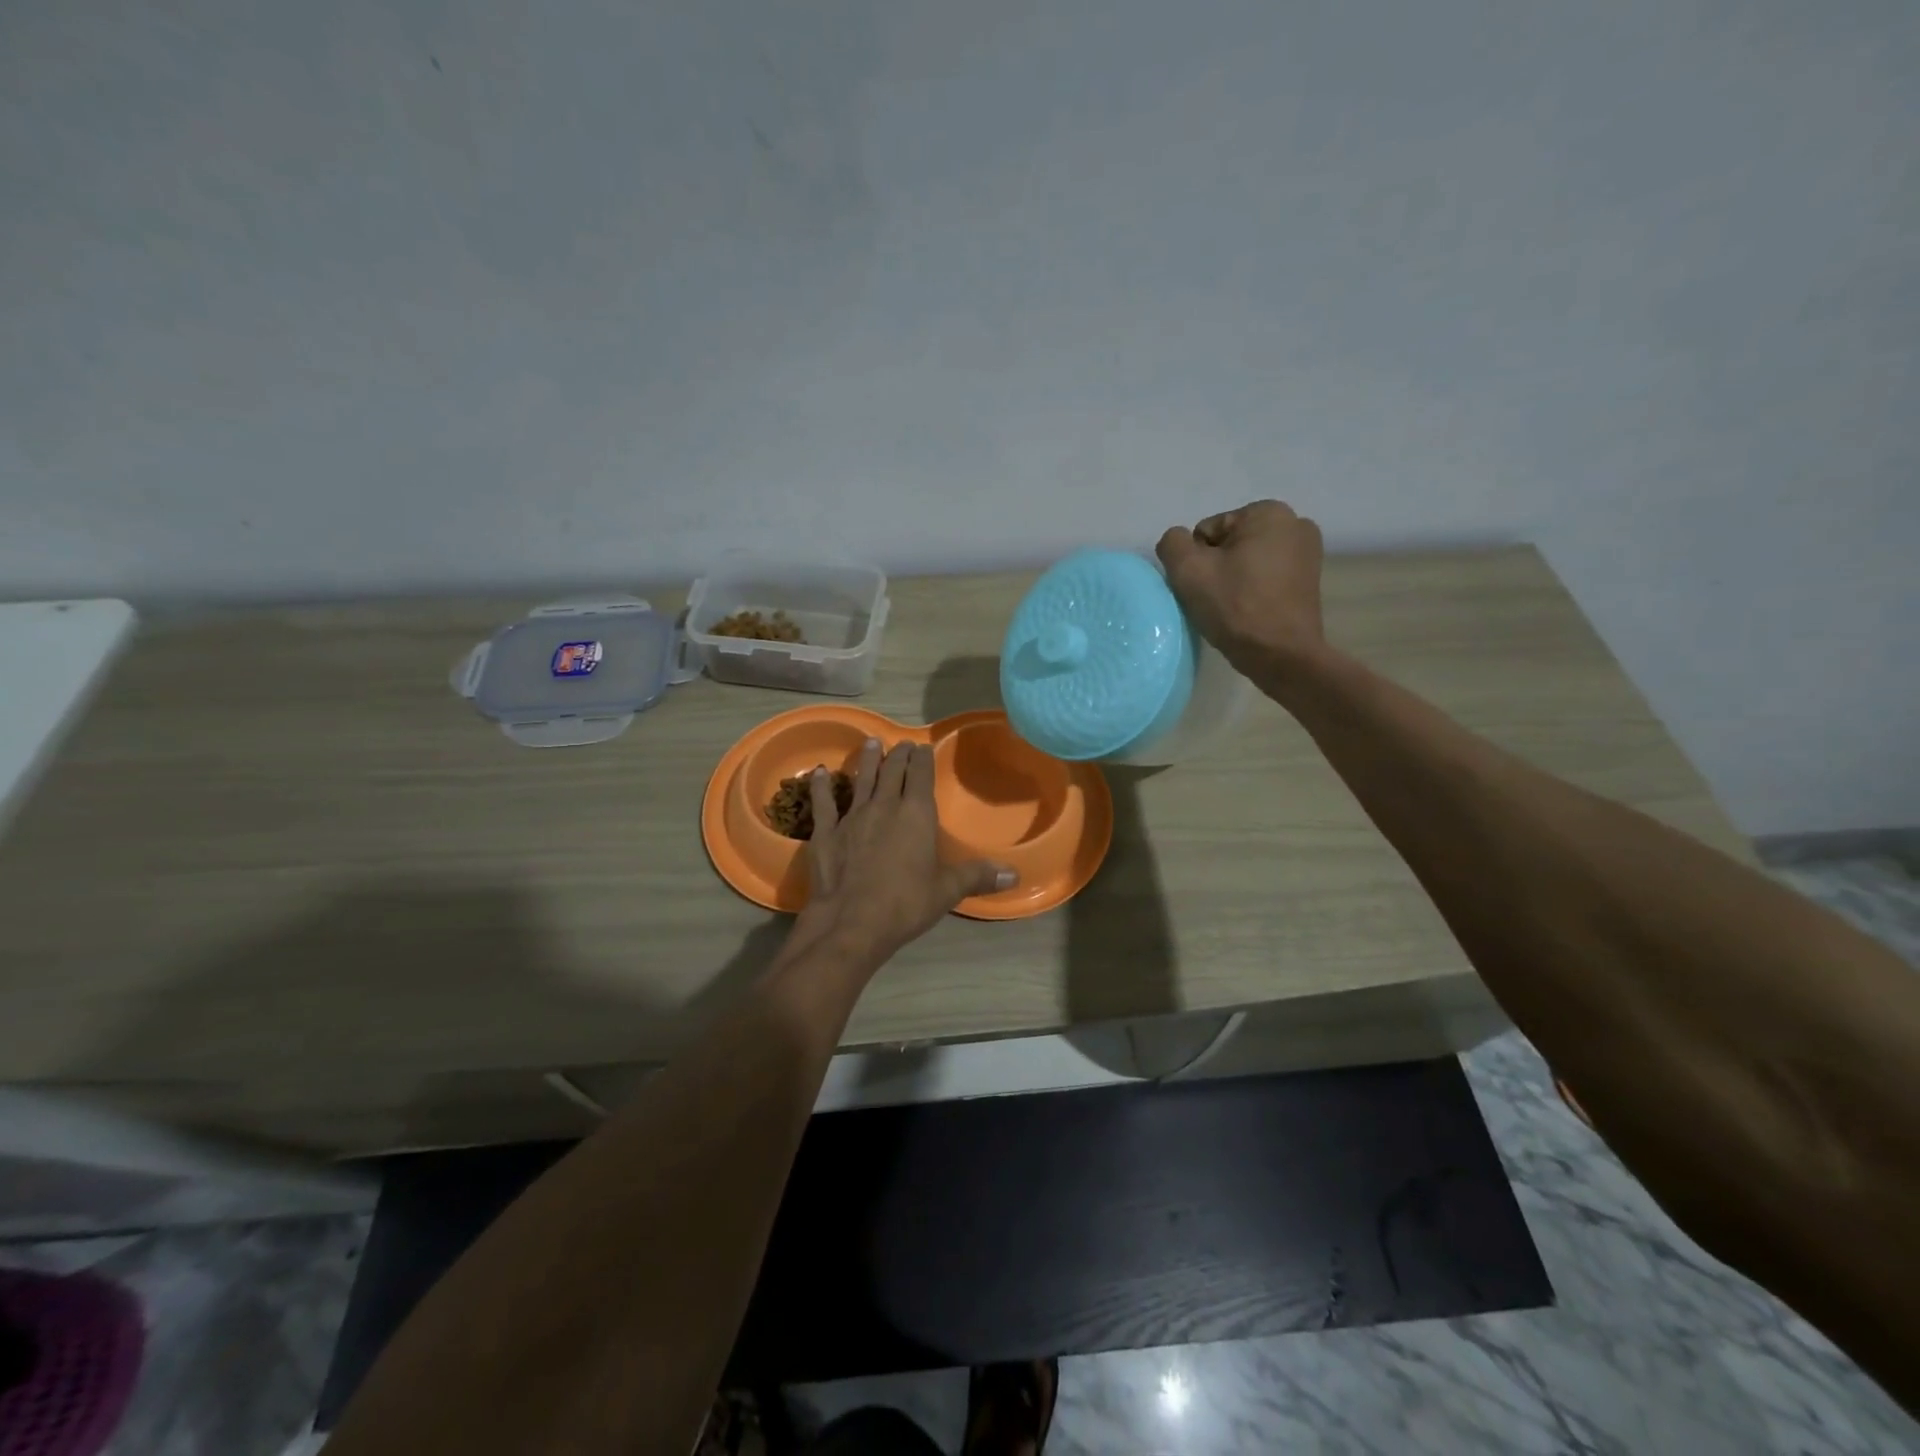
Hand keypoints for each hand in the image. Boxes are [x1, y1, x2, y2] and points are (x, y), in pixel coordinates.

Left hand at [797, 739, 1015, 966]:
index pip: (921, 776)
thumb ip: (978, 876)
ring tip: (870, 743)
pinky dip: (822, 786)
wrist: (852, 922)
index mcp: (916, 814)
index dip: (922, 759)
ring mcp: (852, 817)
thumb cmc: (906, 904)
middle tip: (901, 743)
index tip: (923, 747)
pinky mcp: (826, 832)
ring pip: (861, 779)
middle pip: (892, 772)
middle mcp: (884, 806)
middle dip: (898, 755)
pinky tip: (819, 773)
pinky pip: (824, 802)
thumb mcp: (947, 891)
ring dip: (867, 760)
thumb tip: (1015, 874)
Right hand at [1155, 500, 1327, 674]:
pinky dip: (1252, 588)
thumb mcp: (1188, 570)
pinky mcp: (1309, 578)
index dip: (1197, 560)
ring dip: (1233, 578)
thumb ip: (1173, 543)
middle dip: (1217, 567)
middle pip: (1228, 543)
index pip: (1207, 531)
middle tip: (1216, 599)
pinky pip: (1265, 575)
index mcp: (1268, 512)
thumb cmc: (1236, 607)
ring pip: (1246, 560)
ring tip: (1233, 607)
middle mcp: (1295, 523)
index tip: (1206, 587)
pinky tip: (1250, 610)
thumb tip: (1179, 542)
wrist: (1281, 656)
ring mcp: (1307, 551)